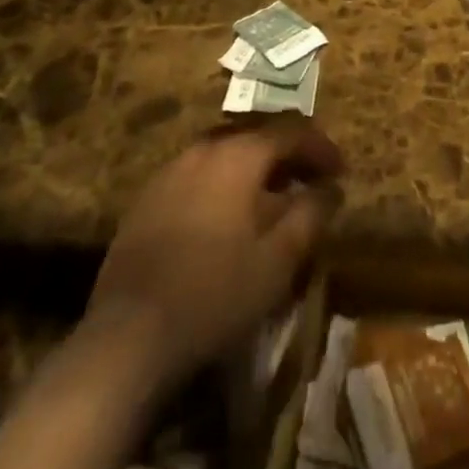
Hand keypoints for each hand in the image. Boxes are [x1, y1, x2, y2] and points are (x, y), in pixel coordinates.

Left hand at [79, 116, 344, 389]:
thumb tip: (331, 187)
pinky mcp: (148, 198)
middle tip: (309, 182)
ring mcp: (171, 170)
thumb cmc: (216, 292)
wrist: (128, 336)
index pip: (291, 132)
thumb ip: (311, 214)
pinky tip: (226, 219)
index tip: (340, 172)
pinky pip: (198, 175)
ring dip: (254, 170)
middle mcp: (204, 148)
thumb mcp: (279, 259)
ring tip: (272, 200)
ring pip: (225, 154)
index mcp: (239, 154)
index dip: (321, 148)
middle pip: (256, 136)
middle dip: (288, 156)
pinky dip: (223, 185)